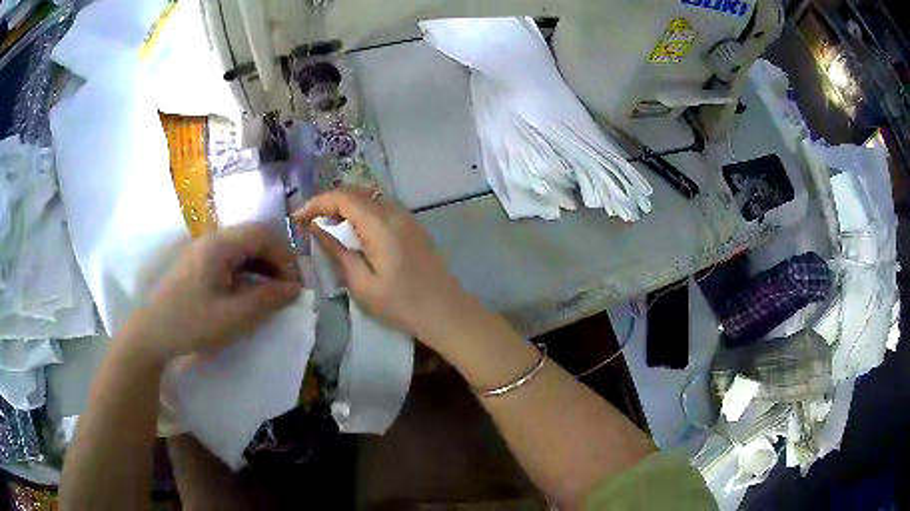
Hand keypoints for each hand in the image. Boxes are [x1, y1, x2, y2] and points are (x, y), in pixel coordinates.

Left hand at [128, 224, 300, 362]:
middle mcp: (212, 239)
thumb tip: (294, 289)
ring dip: (260, 268)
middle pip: (253, 238)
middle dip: (275, 262)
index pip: (264, 234)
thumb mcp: (233, 317)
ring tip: (269, 295)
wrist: (151, 333)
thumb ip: (267, 300)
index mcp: (220, 244)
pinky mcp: (197, 265)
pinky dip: (245, 274)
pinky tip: (246, 294)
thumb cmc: (191, 323)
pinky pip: (229, 260)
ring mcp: (202, 251)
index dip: (285, 257)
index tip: (294, 287)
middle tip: (284, 292)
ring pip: (242, 249)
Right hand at [294, 187, 473, 345]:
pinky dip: (361, 212)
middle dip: (328, 202)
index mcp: (380, 224)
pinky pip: (381, 207)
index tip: (298, 218)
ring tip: (327, 226)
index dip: (317, 203)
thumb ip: (338, 251)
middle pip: (355, 191)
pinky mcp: (413, 225)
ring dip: (345, 205)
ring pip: (369, 197)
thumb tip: (316, 227)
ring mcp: (407, 217)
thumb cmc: (402, 304)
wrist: (446, 311)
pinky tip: (353, 231)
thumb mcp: (362, 283)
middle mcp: (394, 212)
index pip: (342, 197)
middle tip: (309, 222)